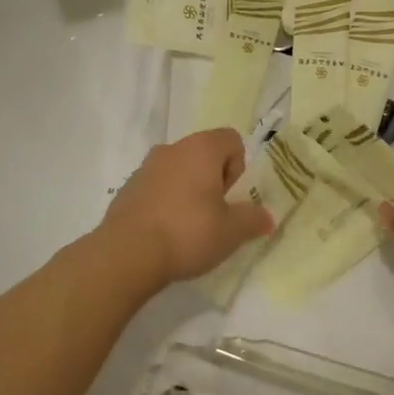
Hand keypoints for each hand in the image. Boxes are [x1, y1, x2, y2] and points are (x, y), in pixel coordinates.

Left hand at [101, 129, 272, 284]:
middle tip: (213, 215)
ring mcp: (146, 166)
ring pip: (179, 171)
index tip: (229, 198)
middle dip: (213, 181)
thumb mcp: (231, 232)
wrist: (127, 254)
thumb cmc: (187, 233)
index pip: (232, 140)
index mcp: (201, 149)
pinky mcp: (128, 187)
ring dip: (188, 191)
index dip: (238, 168)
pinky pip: (157, 187)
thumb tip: (266, 218)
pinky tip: (164, 232)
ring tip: (188, 227)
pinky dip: (165, 202)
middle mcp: (172, 148)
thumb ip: (253, 220)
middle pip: (205, 155)